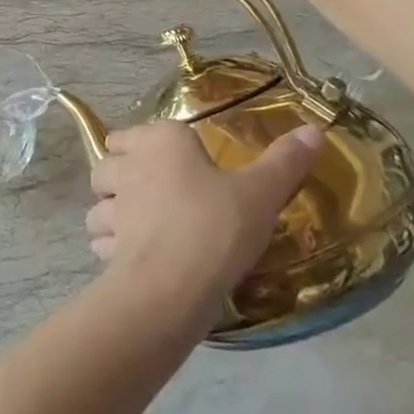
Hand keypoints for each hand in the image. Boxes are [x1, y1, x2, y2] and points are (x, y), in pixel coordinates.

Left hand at [85, 121, 326, 321]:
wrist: (175, 284)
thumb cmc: (216, 225)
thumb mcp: (261, 193)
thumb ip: (285, 162)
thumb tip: (315, 130)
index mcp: (159, 141)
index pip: (132, 133)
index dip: (143, 146)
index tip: (166, 163)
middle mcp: (128, 167)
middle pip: (108, 165)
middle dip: (119, 176)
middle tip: (149, 194)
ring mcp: (112, 208)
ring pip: (98, 204)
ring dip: (111, 214)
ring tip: (137, 228)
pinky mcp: (107, 248)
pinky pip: (102, 242)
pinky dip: (112, 248)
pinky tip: (134, 260)